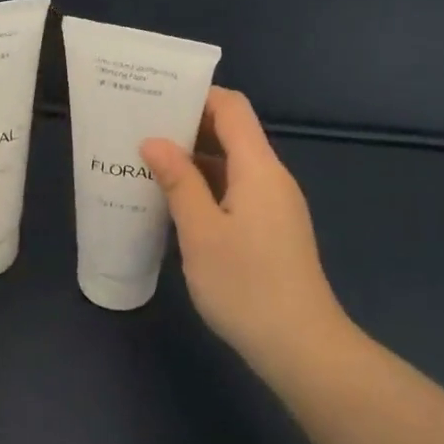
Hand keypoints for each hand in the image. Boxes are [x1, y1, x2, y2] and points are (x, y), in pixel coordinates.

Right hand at [141, 87, 345, 374]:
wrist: (302, 348)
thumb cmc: (246, 286)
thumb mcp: (201, 232)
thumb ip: (178, 181)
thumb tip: (154, 140)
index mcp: (258, 168)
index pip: (231, 108)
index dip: (197, 95)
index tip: (156, 97)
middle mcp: (271, 177)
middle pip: (232, 132)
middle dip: (188, 126)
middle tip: (141, 128)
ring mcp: (274, 204)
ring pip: (232, 163)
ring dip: (194, 158)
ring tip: (148, 161)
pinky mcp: (272, 229)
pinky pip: (236, 189)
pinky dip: (206, 185)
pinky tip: (175, 201)